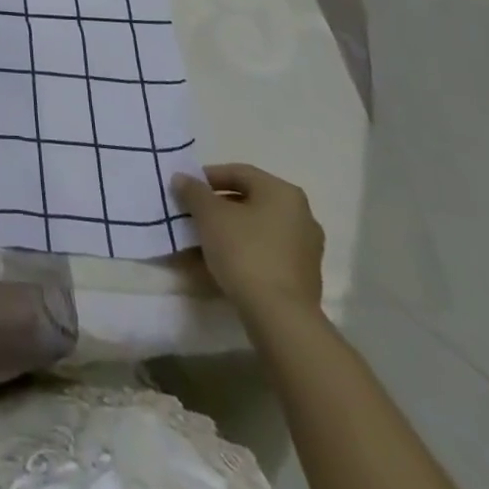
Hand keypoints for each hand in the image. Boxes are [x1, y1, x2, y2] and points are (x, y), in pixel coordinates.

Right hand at [173, 163, 323, 316]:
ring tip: (198, 242)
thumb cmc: (244, 251)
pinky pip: (264, 254)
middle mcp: (301, 216)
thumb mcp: (209, 214)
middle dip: (216, 207)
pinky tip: (216, 264)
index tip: (185, 189)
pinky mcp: (302, 278)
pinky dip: (241, 253)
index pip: (239, 173)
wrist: (279, 316)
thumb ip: (193, 191)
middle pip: (248, 202)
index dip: (207, 177)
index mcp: (283, 193)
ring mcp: (305, 249)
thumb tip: (183, 179)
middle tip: (191, 214)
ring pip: (255, 230)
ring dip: (226, 232)